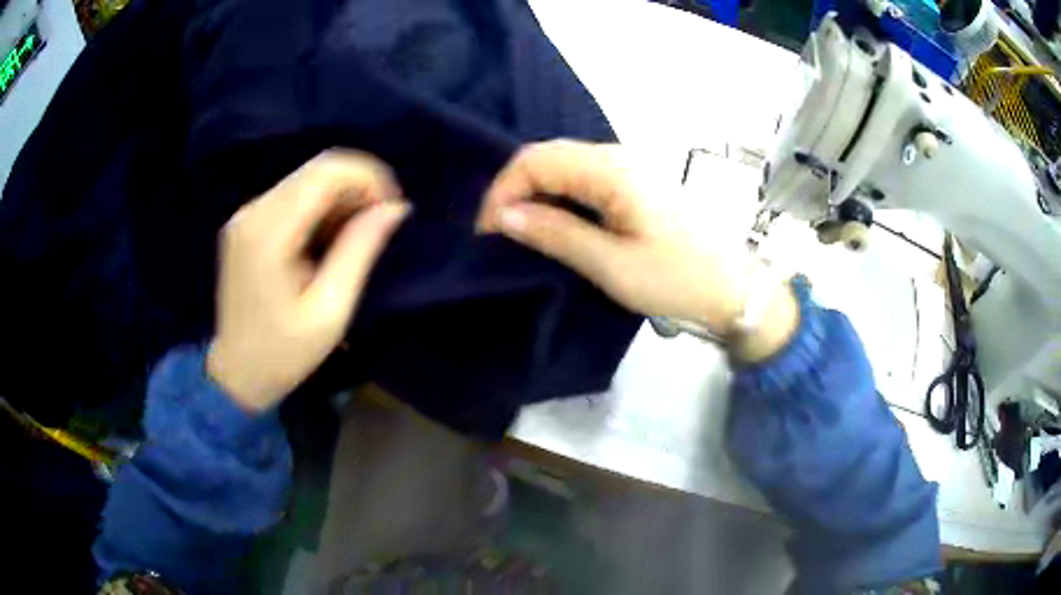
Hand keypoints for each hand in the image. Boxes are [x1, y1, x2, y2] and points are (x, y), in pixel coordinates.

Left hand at [208, 151, 409, 411]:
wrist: (236, 373)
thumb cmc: (284, 353)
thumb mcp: (330, 311)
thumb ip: (359, 252)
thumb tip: (395, 208)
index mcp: (269, 233)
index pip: (325, 173)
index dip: (368, 177)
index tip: (393, 208)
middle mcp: (253, 212)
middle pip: (316, 169)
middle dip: (358, 184)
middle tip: (381, 221)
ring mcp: (246, 215)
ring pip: (306, 178)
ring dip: (341, 196)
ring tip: (359, 233)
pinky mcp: (247, 223)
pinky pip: (292, 196)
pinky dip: (321, 206)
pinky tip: (331, 237)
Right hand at [477, 140, 797, 360]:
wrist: (734, 290)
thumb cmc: (678, 280)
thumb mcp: (612, 265)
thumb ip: (557, 234)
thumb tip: (505, 215)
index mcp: (611, 170)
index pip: (536, 160)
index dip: (502, 191)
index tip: (487, 233)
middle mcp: (618, 157)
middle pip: (548, 156)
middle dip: (514, 190)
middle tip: (498, 234)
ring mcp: (629, 169)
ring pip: (564, 166)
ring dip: (535, 193)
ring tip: (519, 232)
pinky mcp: (636, 185)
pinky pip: (584, 179)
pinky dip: (559, 197)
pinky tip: (553, 223)